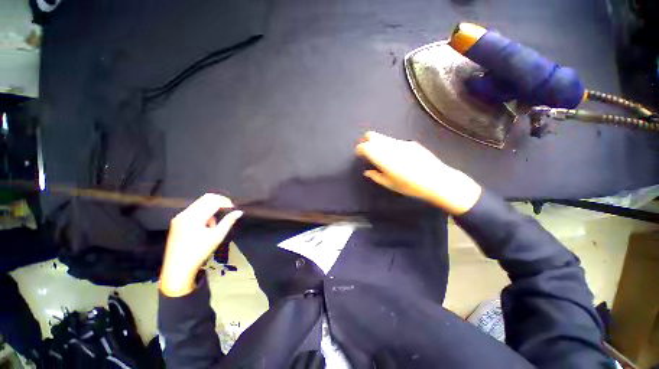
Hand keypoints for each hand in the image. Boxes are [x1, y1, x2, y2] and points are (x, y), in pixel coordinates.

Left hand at [160, 194, 242, 296]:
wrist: (177, 268)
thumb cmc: (198, 253)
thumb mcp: (217, 237)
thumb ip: (228, 222)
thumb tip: (239, 212)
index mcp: (195, 217)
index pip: (213, 201)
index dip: (226, 202)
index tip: (233, 208)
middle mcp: (185, 214)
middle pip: (205, 198)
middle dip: (219, 201)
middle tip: (227, 210)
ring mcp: (179, 217)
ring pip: (199, 203)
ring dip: (210, 207)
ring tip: (214, 223)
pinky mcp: (176, 221)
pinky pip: (193, 210)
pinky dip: (202, 212)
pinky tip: (205, 225)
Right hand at [355, 131, 481, 214]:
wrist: (437, 180)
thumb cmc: (410, 186)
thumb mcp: (390, 184)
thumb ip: (376, 176)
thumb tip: (367, 172)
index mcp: (382, 157)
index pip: (365, 146)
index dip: (359, 149)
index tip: (359, 154)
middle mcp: (390, 146)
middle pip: (372, 135)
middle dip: (365, 141)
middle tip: (365, 150)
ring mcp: (401, 143)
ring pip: (383, 137)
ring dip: (377, 143)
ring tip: (379, 153)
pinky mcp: (410, 143)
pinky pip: (394, 141)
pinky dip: (388, 145)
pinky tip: (395, 156)